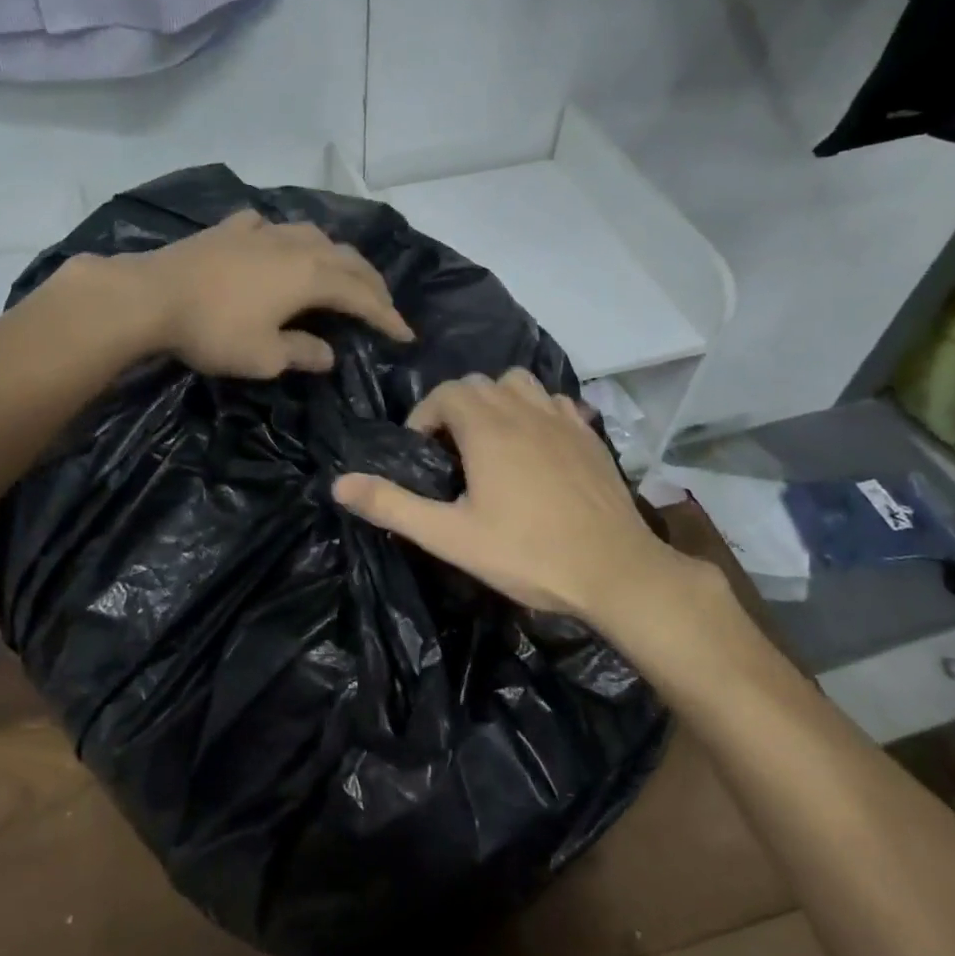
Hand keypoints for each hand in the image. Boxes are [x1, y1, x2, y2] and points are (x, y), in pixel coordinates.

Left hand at [105, 209, 413, 378]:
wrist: (152, 295)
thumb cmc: (214, 331)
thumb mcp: (265, 357)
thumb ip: (303, 353)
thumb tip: (328, 353)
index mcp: (311, 276)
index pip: (362, 296)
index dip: (386, 316)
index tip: (405, 335)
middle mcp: (296, 245)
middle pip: (346, 259)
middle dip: (371, 283)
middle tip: (383, 305)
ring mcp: (262, 232)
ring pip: (314, 236)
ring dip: (336, 256)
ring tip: (341, 272)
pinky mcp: (231, 228)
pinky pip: (272, 229)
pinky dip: (289, 240)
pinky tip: (280, 245)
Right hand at [332, 370, 718, 630]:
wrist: (615, 571)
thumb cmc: (527, 553)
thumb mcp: (449, 536)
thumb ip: (392, 506)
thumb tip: (339, 484)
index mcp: (487, 428)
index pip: (445, 394)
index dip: (424, 418)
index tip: (421, 456)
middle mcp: (524, 410)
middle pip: (479, 384)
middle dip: (455, 409)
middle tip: (450, 454)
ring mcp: (563, 419)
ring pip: (519, 384)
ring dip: (497, 402)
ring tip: (491, 442)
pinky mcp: (591, 435)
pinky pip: (556, 402)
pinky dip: (537, 411)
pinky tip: (537, 445)